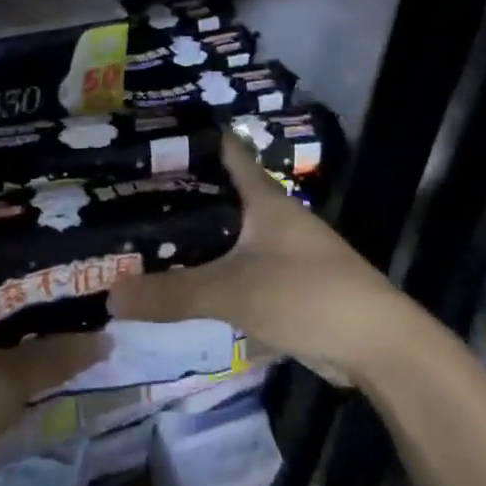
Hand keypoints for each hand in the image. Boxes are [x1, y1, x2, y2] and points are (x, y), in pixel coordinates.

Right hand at [108, 135, 410, 385]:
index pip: (222, 149)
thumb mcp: (233, 291)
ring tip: (139, 235)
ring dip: (190, 235)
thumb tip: (109, 295)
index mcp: (263, 197)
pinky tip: (176, 280)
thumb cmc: (307, 295)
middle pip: (217, 193)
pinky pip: (234, 266)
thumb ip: (172, 294)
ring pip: (224, 232)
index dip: (186, 140)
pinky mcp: (282, 282)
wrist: (376, 345)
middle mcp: (270, 214)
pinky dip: (207, 269)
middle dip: (175, 194)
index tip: (143, 139)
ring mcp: (279, 249)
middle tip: (122, 195)